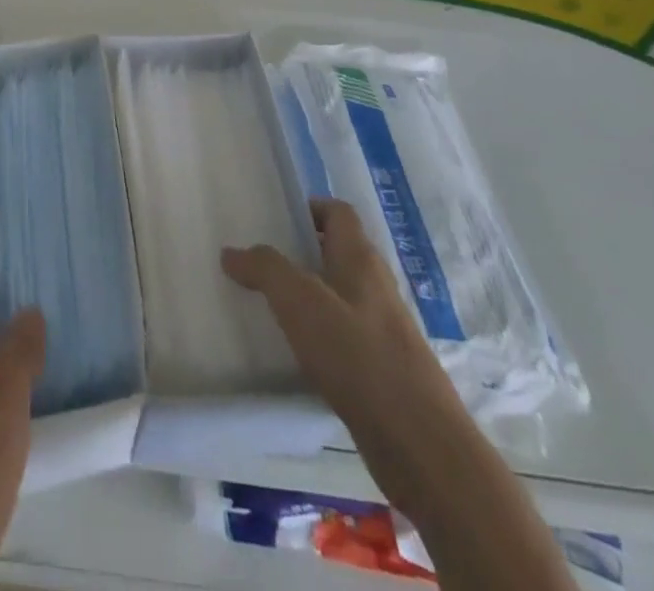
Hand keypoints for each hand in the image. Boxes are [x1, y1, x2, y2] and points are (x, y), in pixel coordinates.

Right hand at [222, 198, 470, 520]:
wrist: (421, 446)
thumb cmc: (359, 357)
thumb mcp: (301, 302)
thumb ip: (265, 269)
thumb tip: (232, 252)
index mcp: (360, 259)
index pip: (337, 212)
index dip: (308, 208)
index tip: (272, 219)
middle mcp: (374, 287)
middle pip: (335, 253)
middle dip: (298, 253)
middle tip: (257, 261)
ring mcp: (382, 330)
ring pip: (337, 296)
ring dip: (305, 297)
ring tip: (264, 304)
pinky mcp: (381, 370)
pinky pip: (342, 336)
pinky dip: (316, 336)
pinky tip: (291, 352)